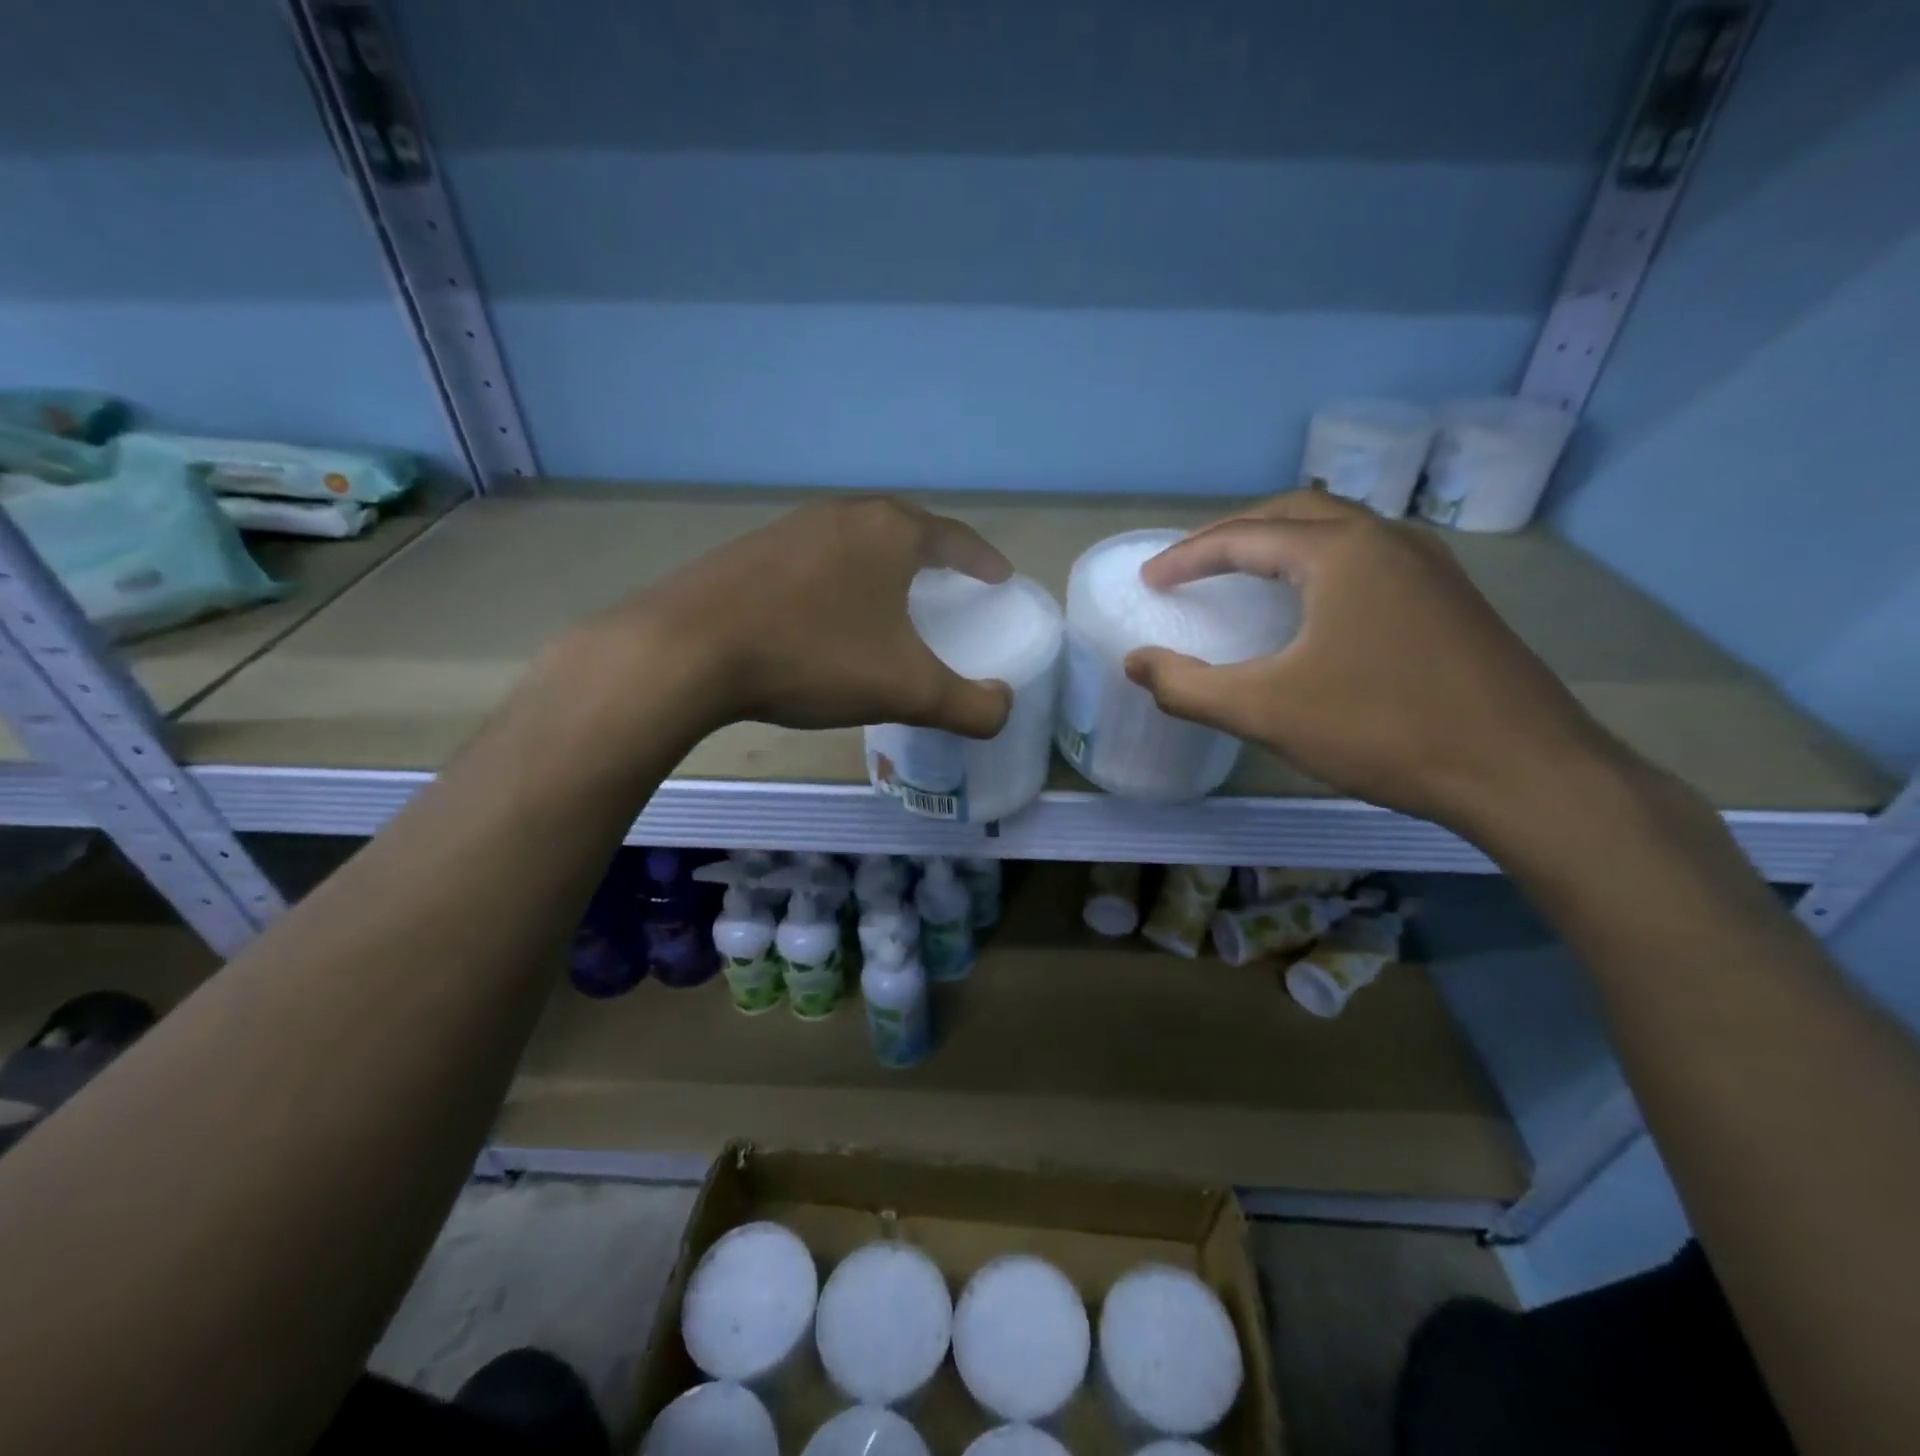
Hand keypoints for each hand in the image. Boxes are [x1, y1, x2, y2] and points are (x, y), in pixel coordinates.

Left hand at [600, 496, 1014, 736]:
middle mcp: (843, 515)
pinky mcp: (749, 550)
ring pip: (855, 542)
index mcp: (890, 533)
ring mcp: (790, 527)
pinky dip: (837, 580)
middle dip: (933, 554)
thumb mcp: (906, 689)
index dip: (982, 560)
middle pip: (904, 528)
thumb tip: (1003, 707)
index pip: (955, 538)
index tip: (998, 577)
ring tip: (890, 598)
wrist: (689, 650)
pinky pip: (814, 559)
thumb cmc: (814, 656)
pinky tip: (825, 613)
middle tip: (948, 583)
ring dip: (881, 565)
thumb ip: (968, 704)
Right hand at [1124, 491, 1623, 839]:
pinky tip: (1315, 608)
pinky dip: (1321, 567)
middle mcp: (1388, 540)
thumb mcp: (1266, 711)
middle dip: (1234, 535)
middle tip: (1192, 566)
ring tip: (1245, 575)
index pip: (1245, 536)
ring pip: (1338, 533)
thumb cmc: (1383, 729)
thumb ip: (1188, 687)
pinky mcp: (1451, 599)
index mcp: (1340, 552)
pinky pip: (1368, 560)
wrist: (1524, 771)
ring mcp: (1430, 566)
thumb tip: (1134, 663)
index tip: (1151, 580)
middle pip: (1294, 515)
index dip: (1188, 556)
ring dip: (1282, 544)